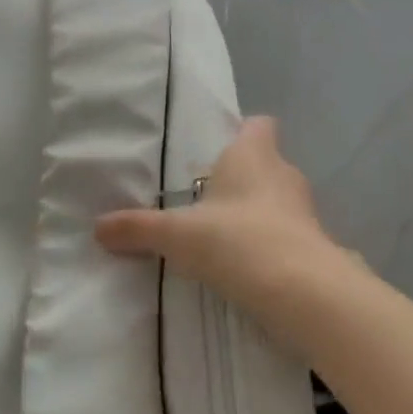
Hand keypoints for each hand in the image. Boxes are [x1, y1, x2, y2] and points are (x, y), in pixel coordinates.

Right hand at [95, 117, 343, 313]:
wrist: (299, 288)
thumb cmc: (236, 240)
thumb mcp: (177, 235)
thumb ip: (138, 229)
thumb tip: (97, 228)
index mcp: (253, 154)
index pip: (259, 125)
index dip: (242, 133)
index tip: (218, 153)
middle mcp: (284, 172)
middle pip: (264, 164)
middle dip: (240, 180)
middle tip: (206, 203)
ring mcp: (304, 207)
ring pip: (276, 199)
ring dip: (255, 214)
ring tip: (222, 238)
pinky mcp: (314, 241)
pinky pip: (287, 232)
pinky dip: (270, 242)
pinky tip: (246, 266)